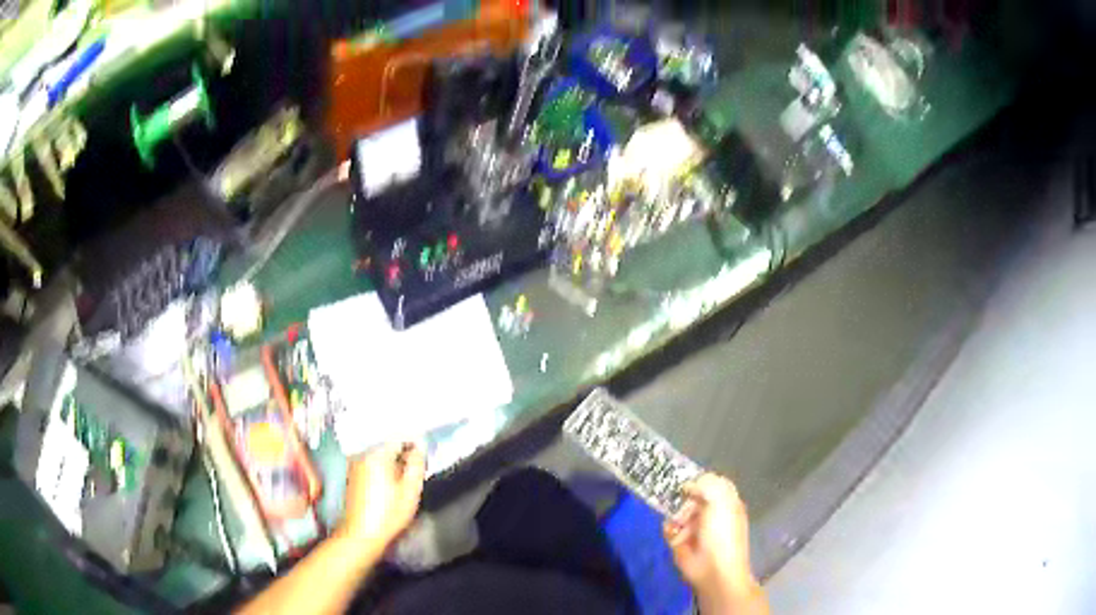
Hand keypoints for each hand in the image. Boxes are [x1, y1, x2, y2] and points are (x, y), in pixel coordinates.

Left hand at [339, 442, 425, 553]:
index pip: (399, 436)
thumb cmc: (388, 513)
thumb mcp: (411, 490)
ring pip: (378, 452)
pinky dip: (382, 466)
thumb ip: (417, 464)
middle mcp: (362, 453)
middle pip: (387, 443)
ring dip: (392, 459)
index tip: (423, 453)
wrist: (361, 534)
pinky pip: (370, 462)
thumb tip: (419, 447)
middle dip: (402, 451)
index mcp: (376, 453)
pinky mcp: (352, 474)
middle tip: (416, 465)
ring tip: (404, 474)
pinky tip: (389, 481)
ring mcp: (354, 463)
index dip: (414, 442)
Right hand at [664, 474, 759, 608]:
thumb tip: (689, 484)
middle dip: (684, 500)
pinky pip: (669, 528)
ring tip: (679, 524)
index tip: (685, 481)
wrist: (713, 569)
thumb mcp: (721, 501)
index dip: (699, 481)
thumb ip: (707, 484)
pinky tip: (674, 534)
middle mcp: (711, 514)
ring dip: (676, 516)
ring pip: (678, 512)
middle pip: (692, 497)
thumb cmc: (722, 533)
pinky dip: (669, 530)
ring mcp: (695, 528)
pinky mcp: (680, 542)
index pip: (711, 484)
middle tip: (680, 503)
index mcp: (726, 503)